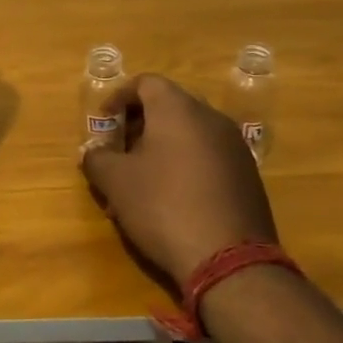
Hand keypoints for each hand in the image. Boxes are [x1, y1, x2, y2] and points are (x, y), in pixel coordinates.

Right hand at [80, 74, 277, 289]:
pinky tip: (174, 195)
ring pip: (192, 131)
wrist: (230, 259)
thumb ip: (97, 158)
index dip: (119, 97)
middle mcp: (211, 117)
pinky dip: (187, 162)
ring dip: (164, 144)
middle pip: (170, 104)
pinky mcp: (248, 175)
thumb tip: (93, 152)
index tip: (104, 122)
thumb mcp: (115, 182)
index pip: (146, 82)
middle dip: (141, 121)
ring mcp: (235, 146)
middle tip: (121, 147)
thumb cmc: (164, 207)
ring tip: (144, 175)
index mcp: (178, 109)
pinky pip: (210, 154)